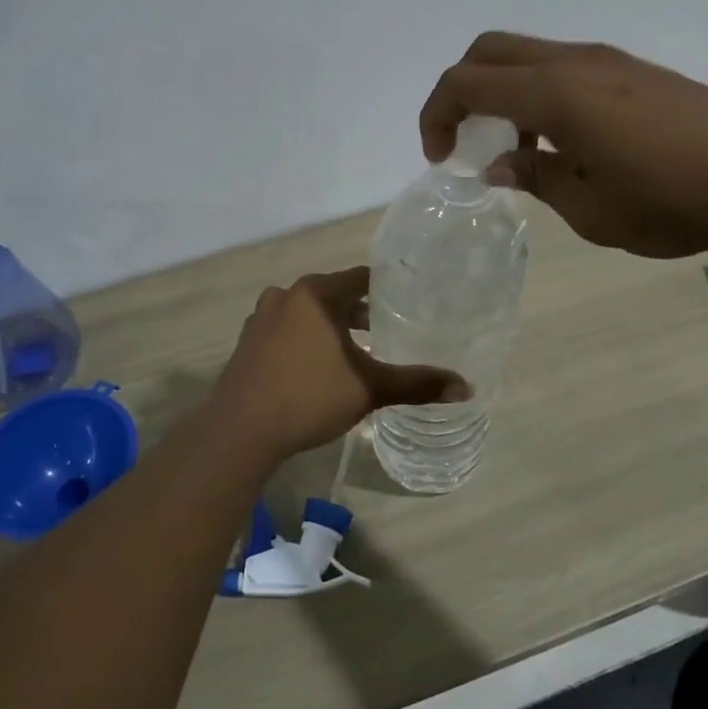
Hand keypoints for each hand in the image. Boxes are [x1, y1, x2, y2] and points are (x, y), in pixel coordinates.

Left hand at [206, 267, 469, 460]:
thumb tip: (466, 388)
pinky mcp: (246, 344)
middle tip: (387, 329)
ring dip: (330, 327)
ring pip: (306, 314)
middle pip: (332, 296)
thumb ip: (416, 384)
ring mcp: (260, 319)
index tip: (407, 301)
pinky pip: (285, 332)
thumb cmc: (309, 396)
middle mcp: (286, 296)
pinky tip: (316, 367)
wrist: (240, 429)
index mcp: (316, 294)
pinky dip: (305, 341)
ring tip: (355, 350)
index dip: (385, 289)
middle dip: (358, 312)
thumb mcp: (369, 388)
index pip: (360, 279)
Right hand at [420, 32, 707, 258]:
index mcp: (553, 93)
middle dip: (460, 91)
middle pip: (489, 51)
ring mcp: (608, 61)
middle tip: (463, 142)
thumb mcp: (589, 208)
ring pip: (527, 57)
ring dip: (502, 95)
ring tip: (518, 156)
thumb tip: (499, 167)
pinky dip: (538, 97)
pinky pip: (563, 70)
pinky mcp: (635, 72)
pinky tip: (564, 146)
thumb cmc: (673, 200)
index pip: (465, 82)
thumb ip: (535, 180)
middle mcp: (574, 62)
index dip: (437, 116)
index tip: (440, 159)